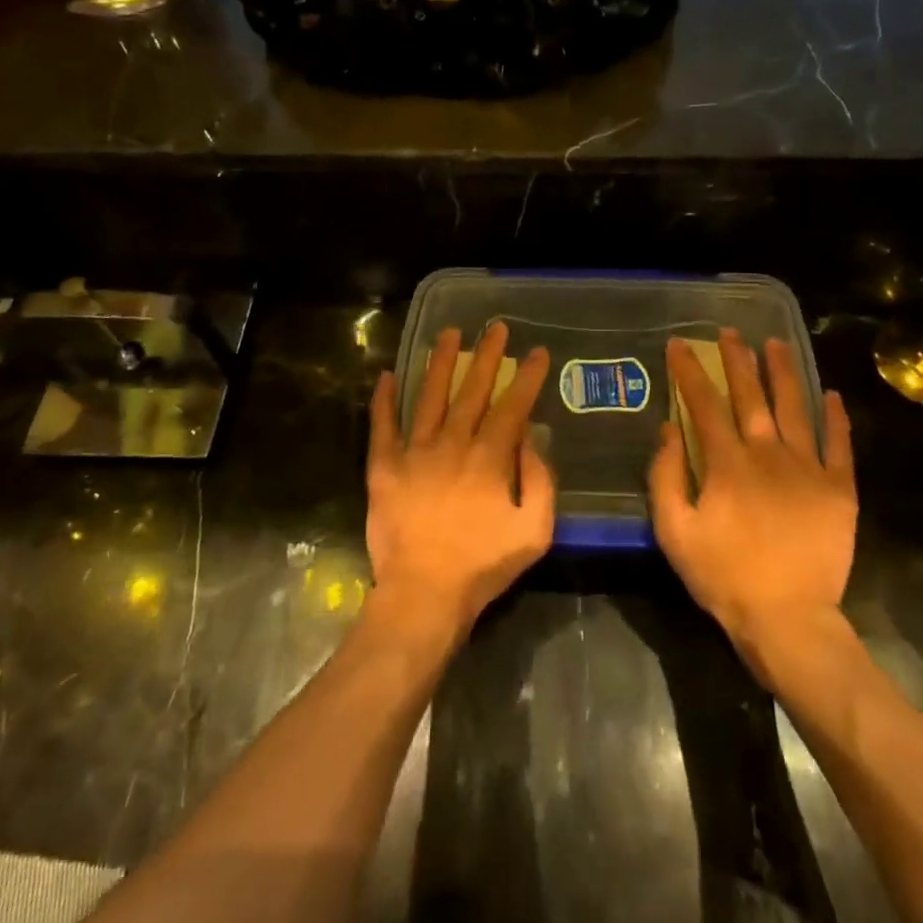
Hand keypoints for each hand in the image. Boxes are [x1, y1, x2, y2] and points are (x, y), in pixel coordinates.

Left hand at [366, 322, 554, 647]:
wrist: (423, 595)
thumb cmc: (483, 566)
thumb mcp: (534, 531)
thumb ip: (540, 481)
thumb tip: (531, 439)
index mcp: (489, 458)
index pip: (512, 406)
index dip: (527, 377)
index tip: (537, 352)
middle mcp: (452, 444)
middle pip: (472, 390)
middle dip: (487, 356)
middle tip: (495, 327)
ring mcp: (414, 453)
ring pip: (429, 397)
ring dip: (440, 363)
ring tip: (448, 334)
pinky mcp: (383, 468)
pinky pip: (382, 427)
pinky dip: (383, 401)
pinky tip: (386, 376)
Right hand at [649, 330, 856, 669]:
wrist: (787, 619)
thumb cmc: (723, 576)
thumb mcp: (674, 531)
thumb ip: (665, 476)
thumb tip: (668, 428)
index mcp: (727, 463)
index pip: (704, 404)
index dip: (690, 371)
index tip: (680, 345)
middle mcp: (768, 454)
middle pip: (750, 396)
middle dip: (737, 360)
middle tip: (730, 333)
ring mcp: (807, 469)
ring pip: (795, 408)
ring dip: (784, 373)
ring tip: (777, 344)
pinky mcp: (838, 489)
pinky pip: (839, 444)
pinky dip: (835, 417)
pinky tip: (831, 394)